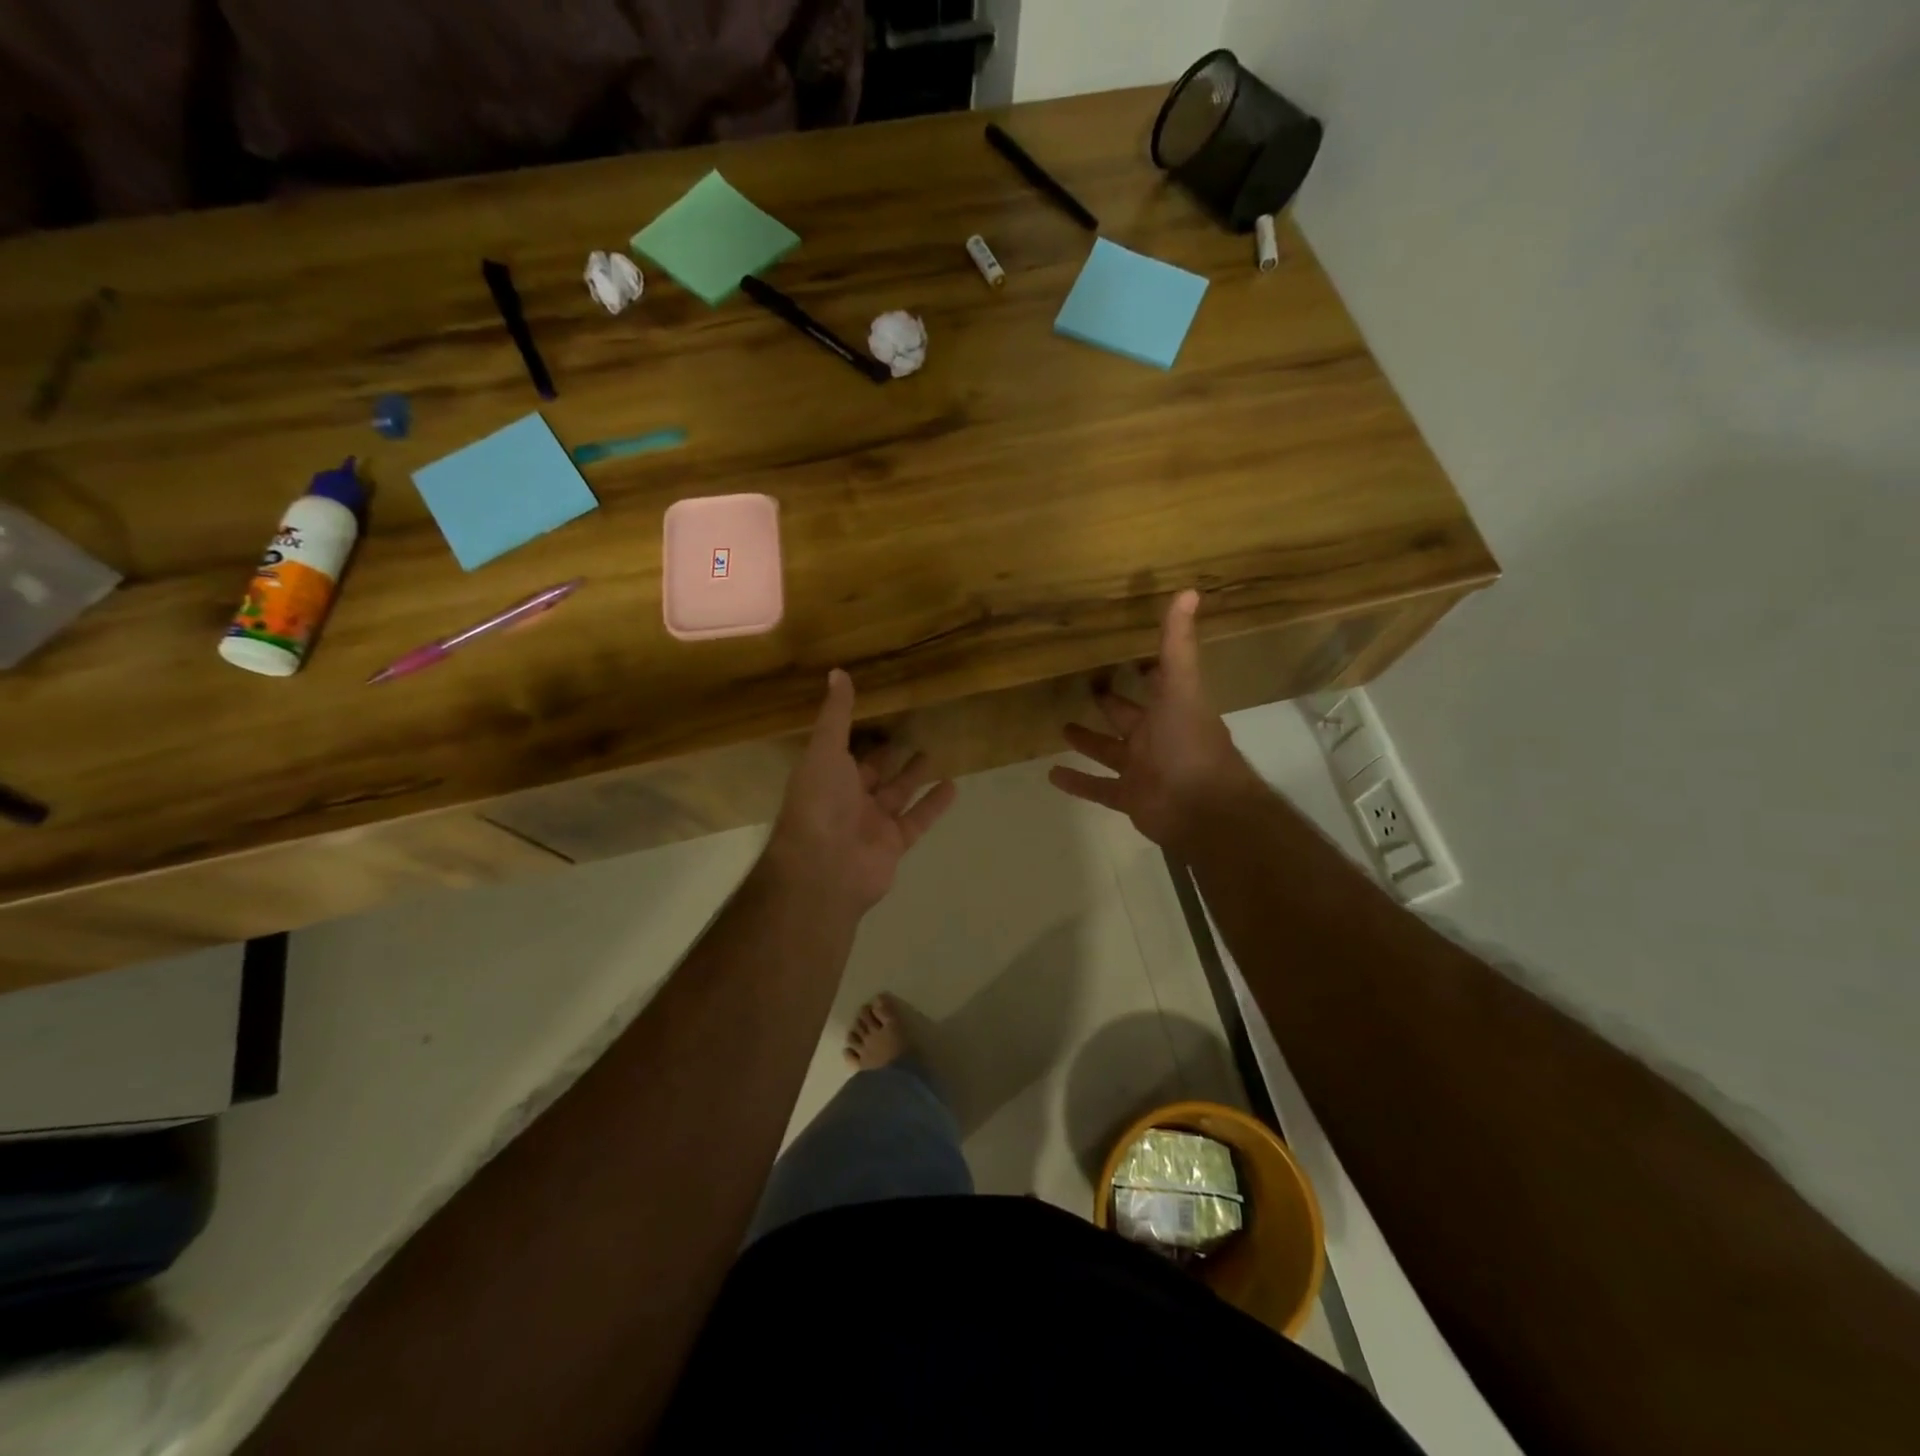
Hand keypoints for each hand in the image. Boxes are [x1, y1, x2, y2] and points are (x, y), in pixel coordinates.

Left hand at [766, 670, 957, 914]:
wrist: (824, 867)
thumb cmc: (820, 802)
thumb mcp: (825, 750)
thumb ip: (836, 715)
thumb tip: (838, 672)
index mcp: (827, 776)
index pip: (845, 751)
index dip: (861, 734)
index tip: (880, 712)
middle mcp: (847, 799)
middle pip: (873, 772)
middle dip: (889, 755)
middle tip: (912, 731)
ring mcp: (871, 823)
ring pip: (897, 794)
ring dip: (913, 776)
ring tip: (934, 752)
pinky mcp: (894, 842)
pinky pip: (917, 819)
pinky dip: (934, 804)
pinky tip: (954, 785)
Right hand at [1049, 590, 1257, 849]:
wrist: (1202, 809)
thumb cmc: (1190, 743)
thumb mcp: (1181, 687)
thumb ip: (1178, 644)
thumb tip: (1188, 590)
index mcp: (1172, 709)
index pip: (1156, 682)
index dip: (1144, 667)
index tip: (1122, 651)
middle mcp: (1156, 737)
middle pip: (1127, 717)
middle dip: (1110, 704)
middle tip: (1086, 687)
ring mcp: (1141, 769)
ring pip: (1108, 752)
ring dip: (1087, 742)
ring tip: (1060, 727)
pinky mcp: (1128, 797)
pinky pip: (1097, 788)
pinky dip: (1077, 782)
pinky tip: (1051, 775)